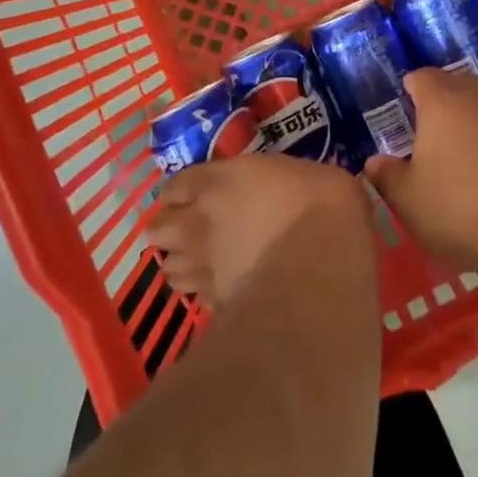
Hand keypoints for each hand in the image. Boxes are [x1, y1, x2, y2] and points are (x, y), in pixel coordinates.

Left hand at [147, 154, 371, 307]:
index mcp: (218, 182)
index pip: (176, 185)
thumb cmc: (319, 206)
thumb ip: (285, 180)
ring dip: (179, 262)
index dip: (179, 192)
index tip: (190, 195)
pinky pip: (195, 296)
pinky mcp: (216, 303)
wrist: (319, 267)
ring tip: (195, 262)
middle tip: (185, 229)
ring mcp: (204, 266)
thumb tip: (299, 186)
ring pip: (168, 268)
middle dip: (167, 228)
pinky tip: (218, 289)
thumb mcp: (309, 173)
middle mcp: (199, 222)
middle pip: (158, 228)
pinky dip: (200, 292)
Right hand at [364, 65, 477, 274]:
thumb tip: (373, 161)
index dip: (409, 87)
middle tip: (425, 126)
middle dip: (440, 99)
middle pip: (455, 85)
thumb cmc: (461, 206)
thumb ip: (387, 178)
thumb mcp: (409, 201)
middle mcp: (476, 99)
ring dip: (469, 123)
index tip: (401, 103)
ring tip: (456, 154)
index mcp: (441, 102)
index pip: (420, 77)